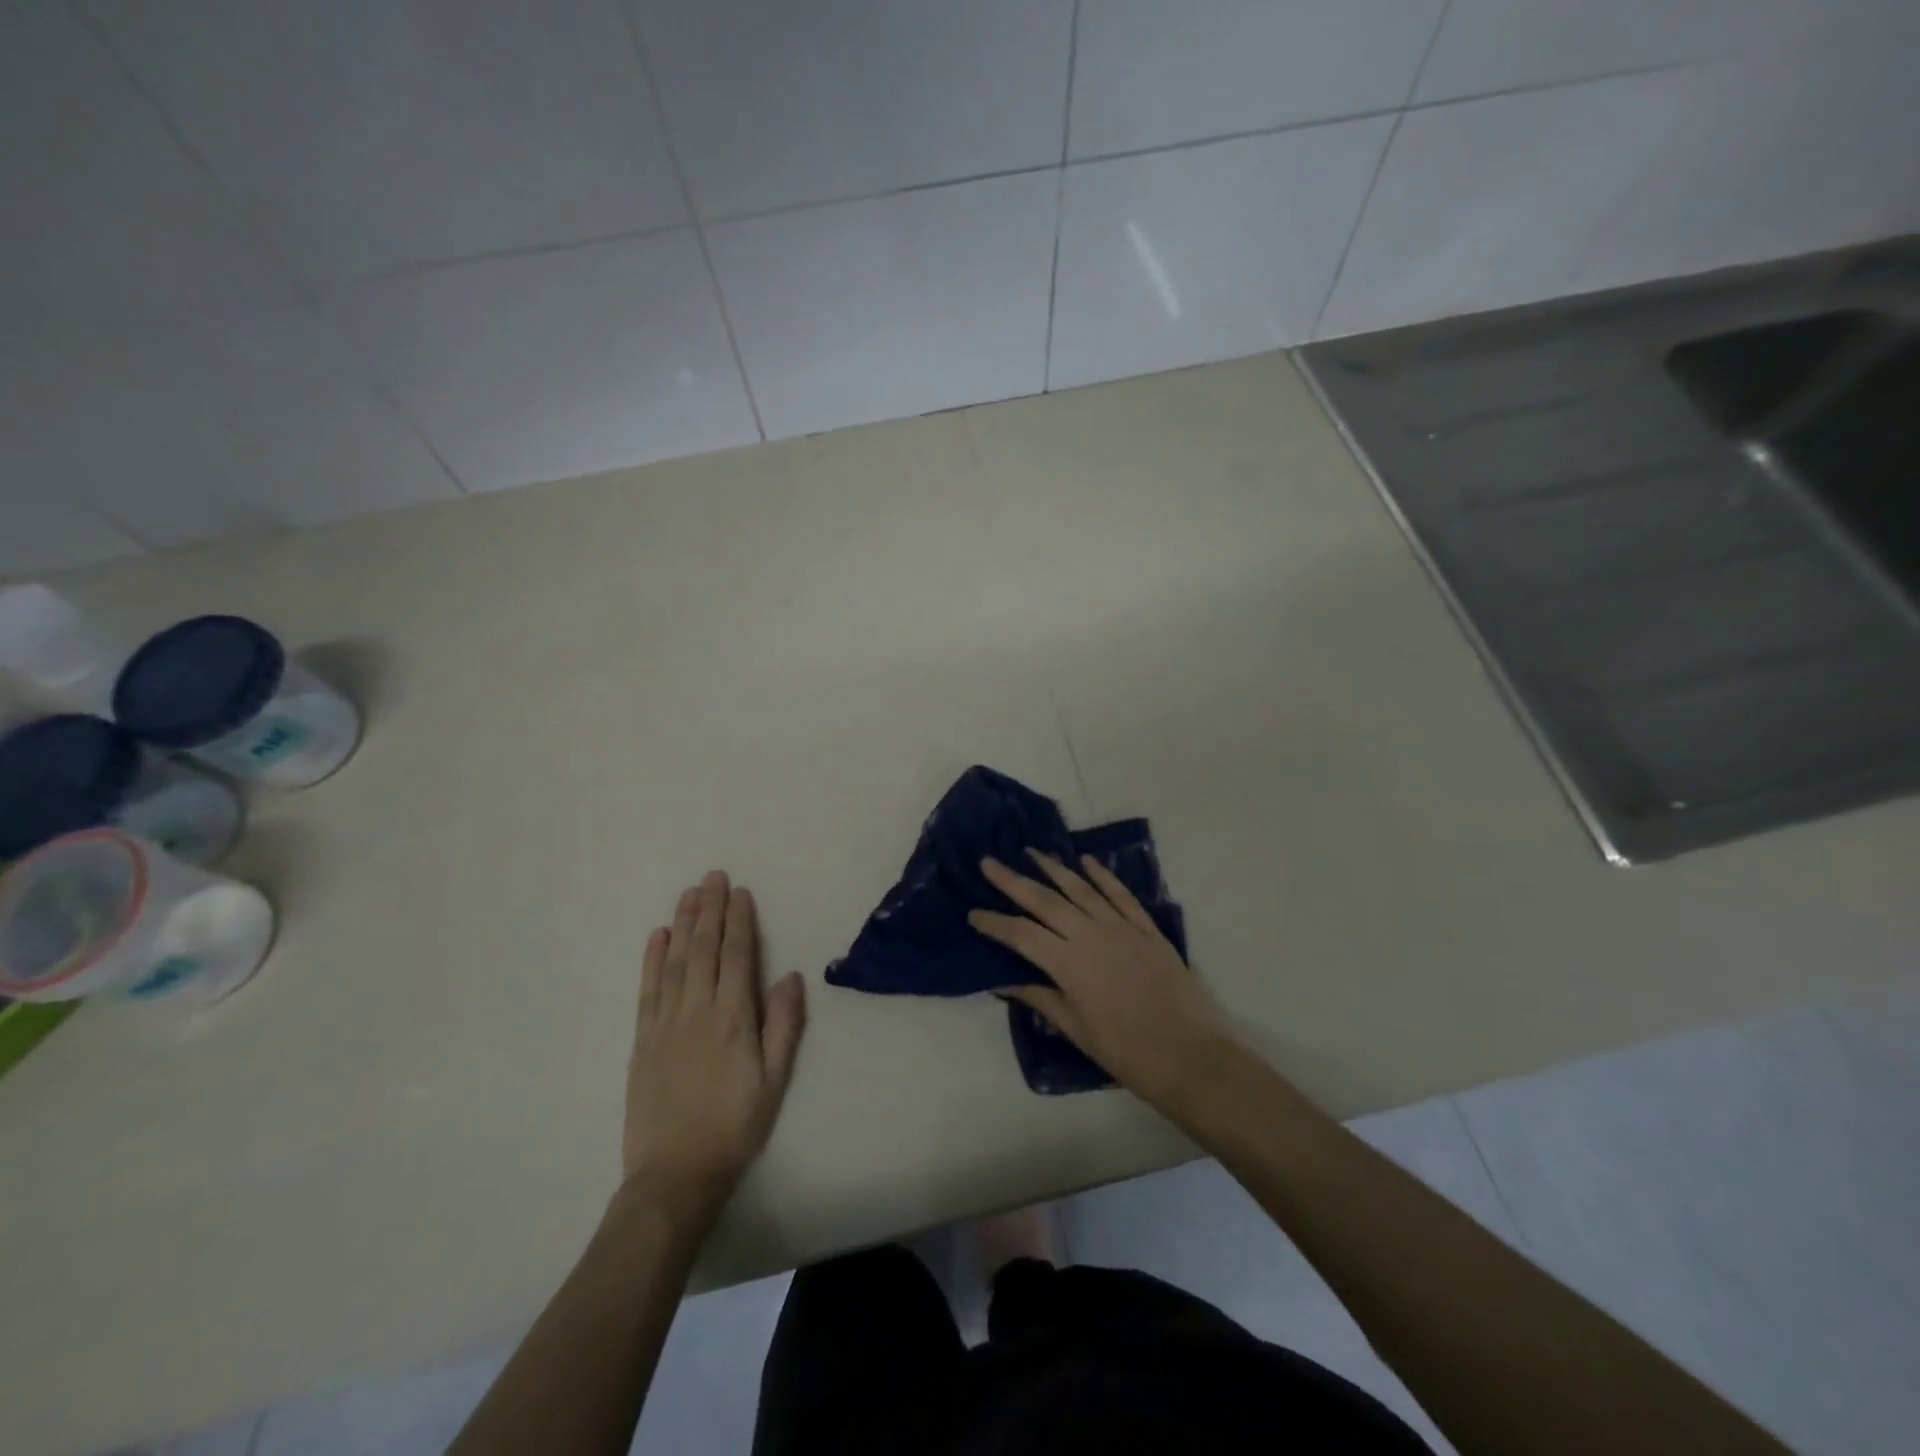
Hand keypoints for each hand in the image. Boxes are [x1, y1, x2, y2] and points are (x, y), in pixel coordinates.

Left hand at [622, 871, 806, 1215]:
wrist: (675, 1175)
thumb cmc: (735, 1126)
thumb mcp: (774, 1080)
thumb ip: (783, 1025)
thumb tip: (790, 976)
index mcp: (733, 1019)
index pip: (736, 957)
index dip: (738, 921)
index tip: (740, 892)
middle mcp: (697, 1011)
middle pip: (703, 949)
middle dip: (709, 909)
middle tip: (713, 876)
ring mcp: (665, 1024)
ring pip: (674, 962)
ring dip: (682, 924)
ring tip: (689, 893)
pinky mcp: (642, 1041)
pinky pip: (647, 990)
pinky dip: (651, 960)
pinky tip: (656, 937)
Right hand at [970, 852, 1236, 1119]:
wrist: (1189, 1056)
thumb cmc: (1125, 1052)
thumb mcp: (1076, 1030)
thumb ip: (1042, 998)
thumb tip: (1006, 981)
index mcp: (1068, 964)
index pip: (1020, 934)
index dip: (994, 922)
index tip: (973, 913)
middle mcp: (1090, 935)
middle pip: (1045, 900)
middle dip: (1013, 880)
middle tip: (990, 862)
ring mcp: (1121, 928)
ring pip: (1081, 889)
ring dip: (1054, 868)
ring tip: (1033, 852)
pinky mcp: (1147, 929)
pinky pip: (1121, 894)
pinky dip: (1103, 875)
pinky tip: (1086, 862)